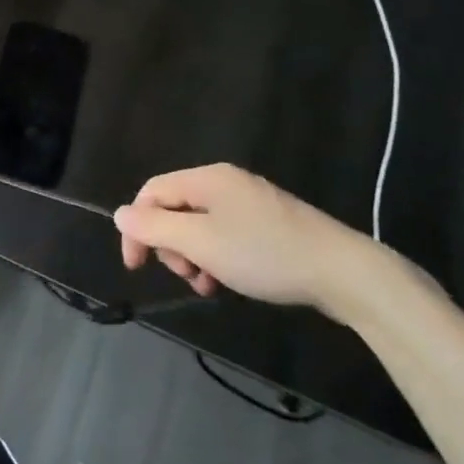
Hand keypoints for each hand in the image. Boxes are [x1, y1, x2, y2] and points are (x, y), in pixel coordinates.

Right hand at [114, 163, 373, 313]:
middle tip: (186, 275)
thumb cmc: (264, 253)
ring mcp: (251, 202)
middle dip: (171, 244)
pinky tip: (227, 282)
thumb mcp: (201, 242)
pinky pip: (226, 235)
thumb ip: (155, 228)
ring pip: (201, 226)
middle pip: (176, 208)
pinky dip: (218, 257)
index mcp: (207, 178)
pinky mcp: (270, 224)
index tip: (136, 267)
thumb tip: (120, 215)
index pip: (152, 192)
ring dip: (194, 256)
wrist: (343, 272)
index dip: (137, 227)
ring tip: (207, 285)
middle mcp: (226, 182)